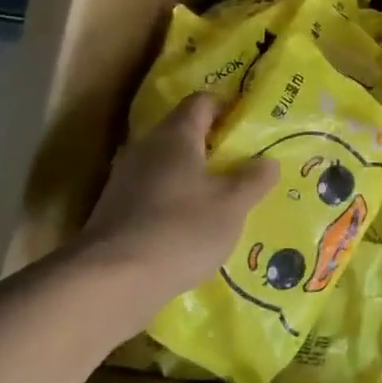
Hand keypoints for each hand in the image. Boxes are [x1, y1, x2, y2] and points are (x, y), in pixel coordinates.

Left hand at [72, 93, 277, 299]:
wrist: (114, 280)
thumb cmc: (182, 230)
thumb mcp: (232, 206)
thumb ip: (253, 180)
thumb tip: (268, 161)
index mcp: (175, 136)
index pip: (201, 102)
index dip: (226, 107)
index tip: (248, 124)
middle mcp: (145, 148)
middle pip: (182, 133)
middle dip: (212, 145)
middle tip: (243, 163)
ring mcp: (125, 179)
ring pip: (167, 165)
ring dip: (193, 176)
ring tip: (222, 197)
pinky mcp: (115, 210)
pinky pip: (153, 193)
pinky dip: (174, 201)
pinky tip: (192, 225)